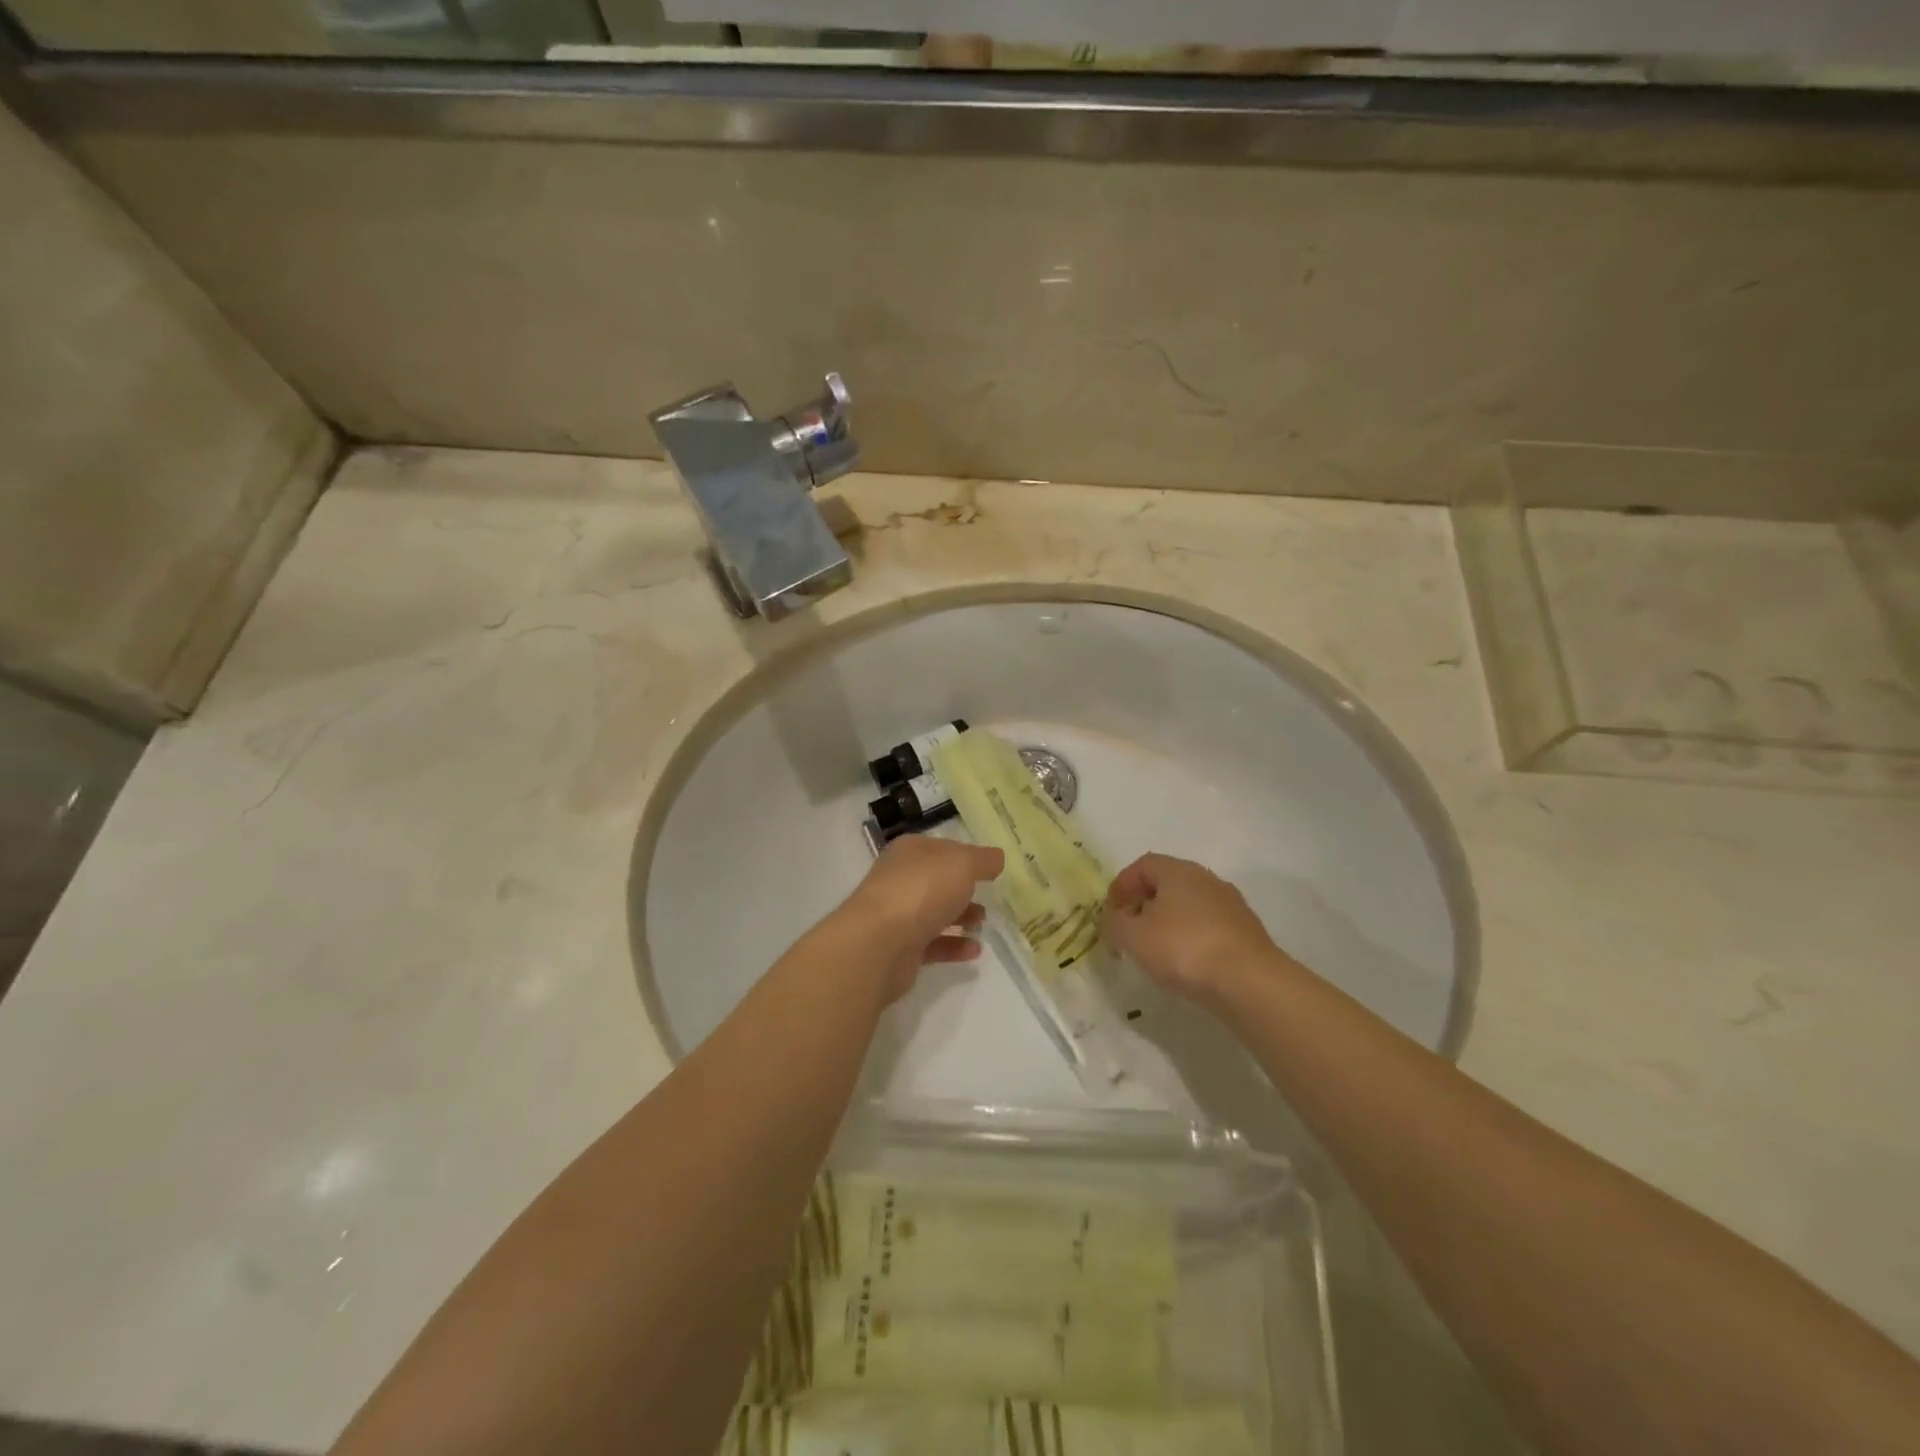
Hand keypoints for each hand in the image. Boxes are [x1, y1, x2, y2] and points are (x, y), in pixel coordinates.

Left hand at [840, 836, 1004, 1002]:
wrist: (879, 943)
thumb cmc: (921, 891)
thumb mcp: (962, 864)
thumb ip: (982, 860)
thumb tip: (996, 857)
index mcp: (910, 852)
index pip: (942, 847)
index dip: (966, 855)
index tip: (991, 867)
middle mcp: (901, 879)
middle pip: (937, 881)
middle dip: (964, 889)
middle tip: (989, 898)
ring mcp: (898, 915)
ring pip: (934, 913)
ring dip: (961, 918)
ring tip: (983, 924)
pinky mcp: (900, 949)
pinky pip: (933, 944)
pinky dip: (954, 946)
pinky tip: (975, 951)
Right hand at [1102, 852, 1284, 1005]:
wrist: (1250, 982)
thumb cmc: (1184, 948)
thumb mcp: (1133, 937)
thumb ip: (1114, 923)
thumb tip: (1112, 918)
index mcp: (1179, 871)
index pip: (1143, 865)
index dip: (1121, 885)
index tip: (1111, 913)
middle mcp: (1207, 880)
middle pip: (1167, 884)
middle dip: (1143, 905)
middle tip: (1130, 932)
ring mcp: (1231, 906)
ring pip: (1189, 907)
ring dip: (1168, 923)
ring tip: (1156, 952)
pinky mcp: (1246, 933)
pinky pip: (1208, 928)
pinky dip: (1191, 939)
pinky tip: (1186, 965)